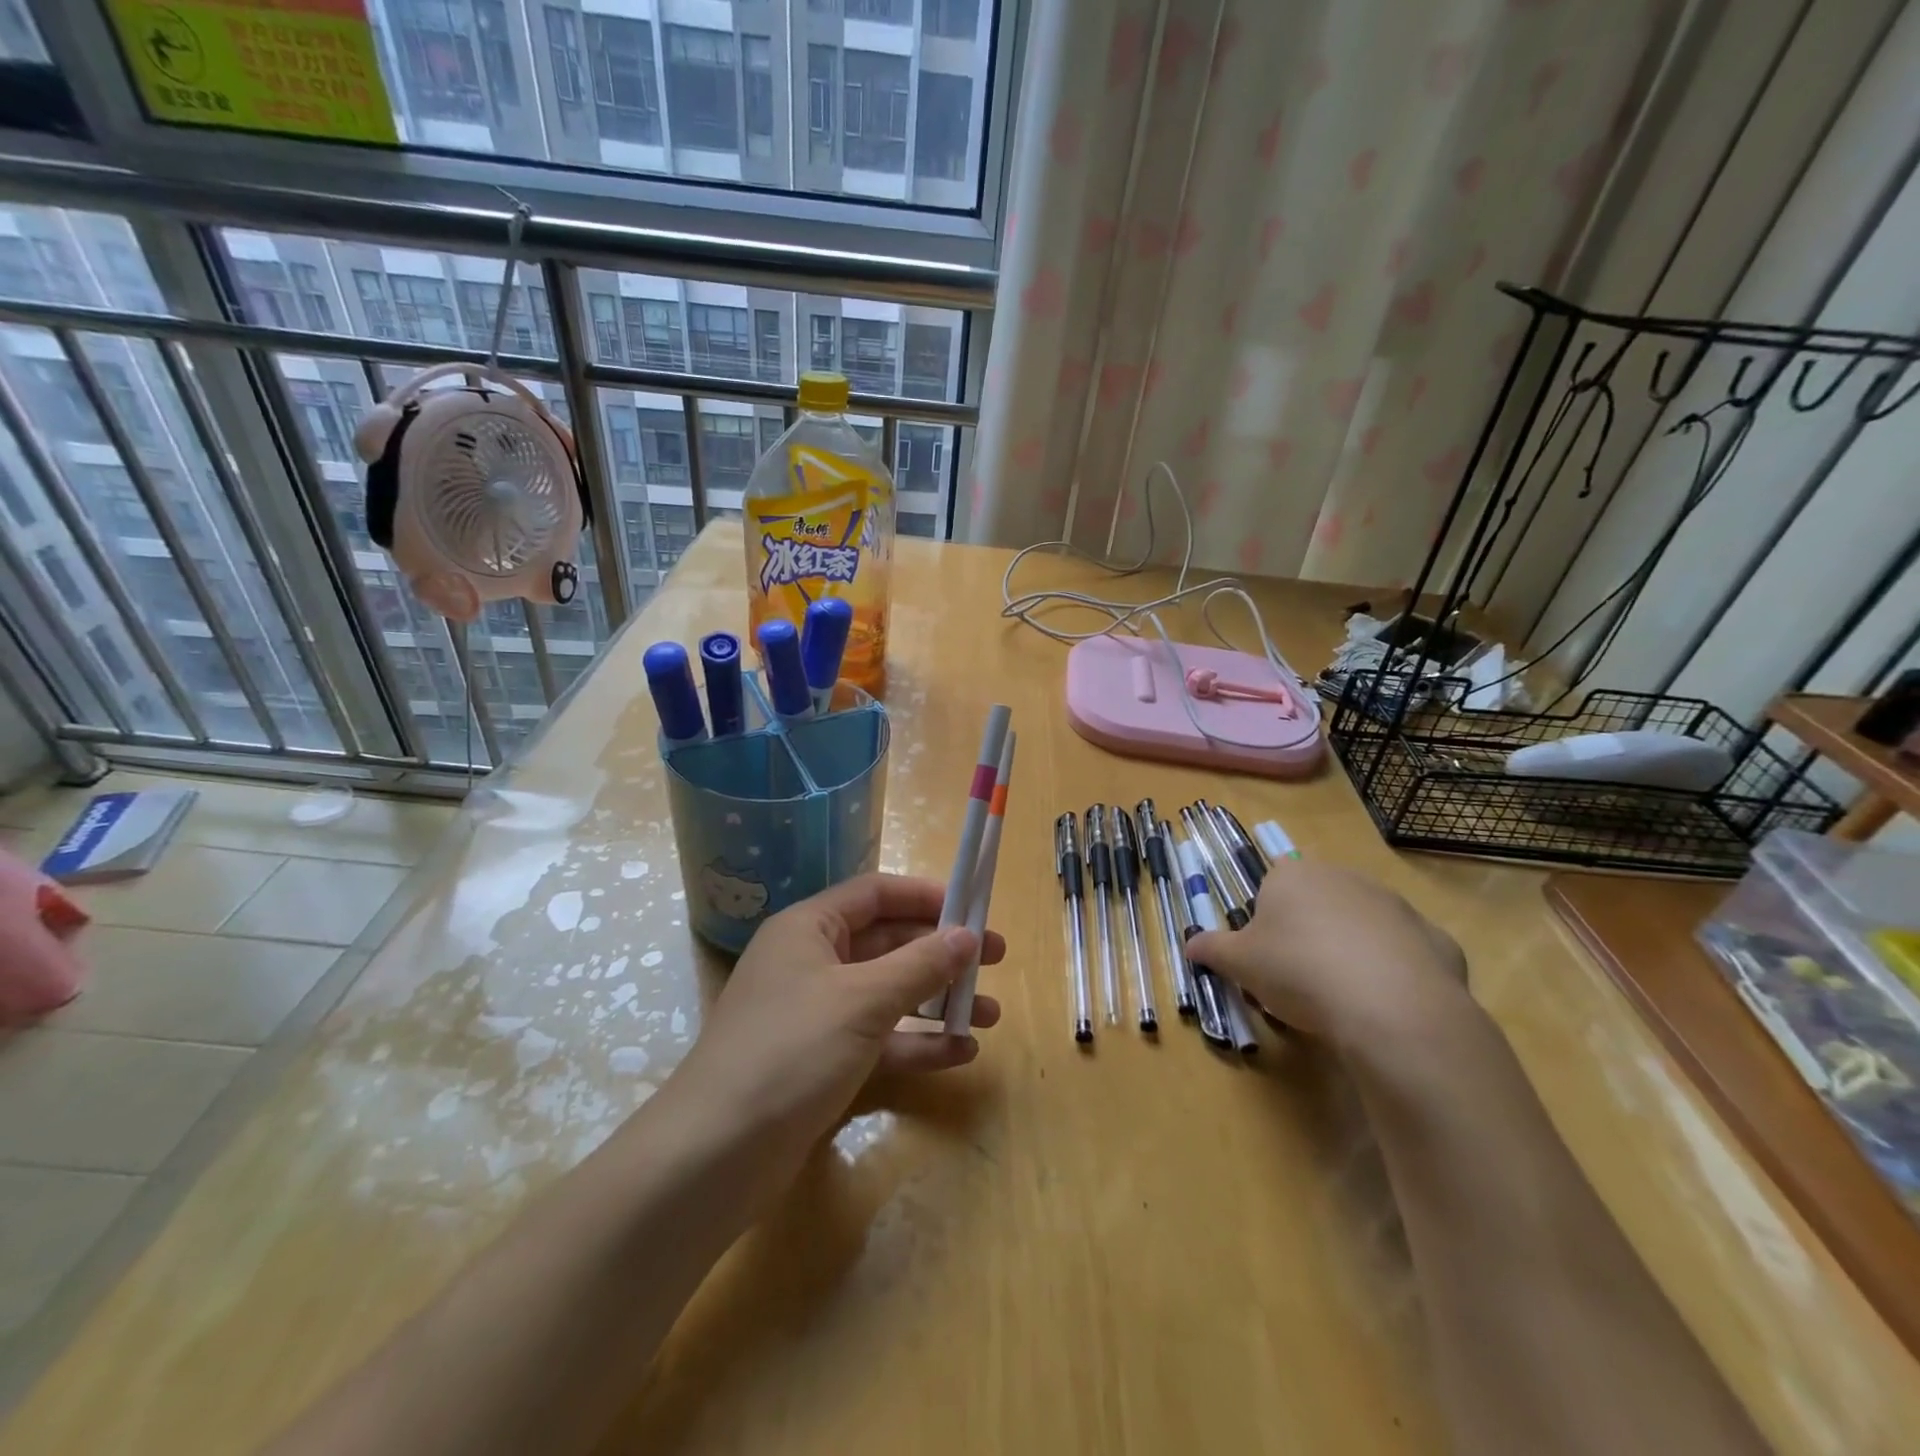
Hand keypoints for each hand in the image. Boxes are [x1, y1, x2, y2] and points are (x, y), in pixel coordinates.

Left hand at [676, 873, 1003, 1147]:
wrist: (714, 1156)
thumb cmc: (791, 1050)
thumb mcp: (862, 1000)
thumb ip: (919, 964)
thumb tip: (967, 935)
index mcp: (809, 928)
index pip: (875, 893)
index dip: (925, 897)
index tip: (973, 910)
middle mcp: (812, 962)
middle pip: (887, 943)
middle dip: (941, 952)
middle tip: (995, 961)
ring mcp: (817, 1015)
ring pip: (888, 994)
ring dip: (938, 1001)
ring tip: (990, 1013)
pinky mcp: (822, 1062)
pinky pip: (880, 1040)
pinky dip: (917, 1043)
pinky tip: (961, 1053)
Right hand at [1187, 860, 1465, 1048]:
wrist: (1391, 1007)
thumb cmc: (1299, 971)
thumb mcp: (1239, 964)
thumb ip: (1212, 949)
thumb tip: (1189, 945)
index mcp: (1293, 875)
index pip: (1271, 887)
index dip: (1266, 923)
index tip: (1266, 958)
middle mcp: (1344, 877)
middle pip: (1317, 903)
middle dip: (1308, 934)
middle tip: (1299, 979)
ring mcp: (1395, 905)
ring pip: (1362, 927)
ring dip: (1351, 951)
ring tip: (1343, 998)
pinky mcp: (1435, 938)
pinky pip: (1404, 954)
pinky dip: (1394, 974)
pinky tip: (1385, 1005)